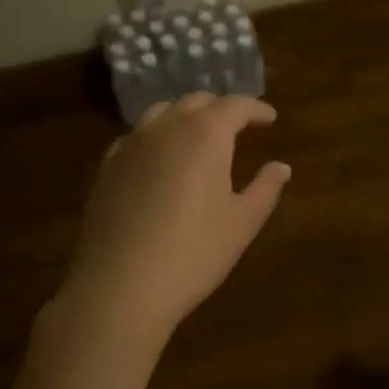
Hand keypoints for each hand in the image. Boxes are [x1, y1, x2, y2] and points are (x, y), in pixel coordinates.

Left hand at [57, 93, 290, 344]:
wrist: (119, 286)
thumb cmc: (193, 253)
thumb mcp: (242, 223)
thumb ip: (265, 188)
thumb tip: (281, 167)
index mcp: (206, 133)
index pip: (236, 105)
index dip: (256, 109)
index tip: (270, 119)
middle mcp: (167, 127)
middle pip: (197, 102)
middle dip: (220, 109)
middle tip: (238, 126)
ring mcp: (131, 144)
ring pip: (162, 113)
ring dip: (185, 117)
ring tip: (198, 137)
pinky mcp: (107, 166)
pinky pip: (136, 137)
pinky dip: (156, 137)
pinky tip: (160, 160)